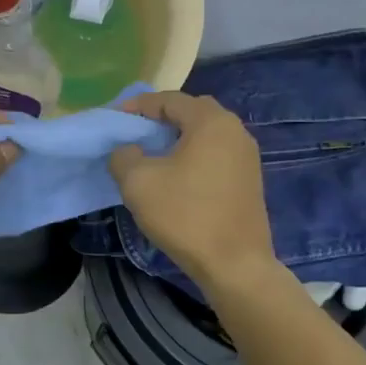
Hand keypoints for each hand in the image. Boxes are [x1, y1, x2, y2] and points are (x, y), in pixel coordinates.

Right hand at [109, 92, 275, 290]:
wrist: (235, 265)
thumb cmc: (185, 215)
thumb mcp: (138, 182)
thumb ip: (123, 156)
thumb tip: (127, 151)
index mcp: (211, 122)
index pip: (169, 99)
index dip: (138, 106)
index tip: (116, 120)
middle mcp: (235, 131)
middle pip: (191, 112)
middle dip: (160, 119)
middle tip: (135, 135)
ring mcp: (247, 156)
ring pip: (205, 135)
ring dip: (177, 139)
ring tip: (151, 157)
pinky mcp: (249, 180)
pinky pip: (216, 155)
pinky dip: (193, 157)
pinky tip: (176, 178)